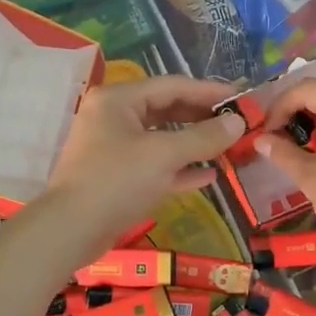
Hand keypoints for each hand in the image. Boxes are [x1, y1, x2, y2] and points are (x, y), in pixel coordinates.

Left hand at [44, 75, 245, 254]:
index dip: (210, 91)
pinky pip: (155, 165)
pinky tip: (210, 176)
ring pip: (162, 139)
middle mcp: (114, 117)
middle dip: (203, 119)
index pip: (173, 86)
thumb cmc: (117, 181)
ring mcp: (114, 148)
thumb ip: (204, 137)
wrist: (71, 230)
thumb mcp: (164, 155)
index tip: (243, 98)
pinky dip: (180, 169)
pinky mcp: (118, 177)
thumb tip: (238, 123)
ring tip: (229, 148)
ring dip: (195, 145)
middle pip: (167, 110)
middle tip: (239, 124)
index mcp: (118, 99)